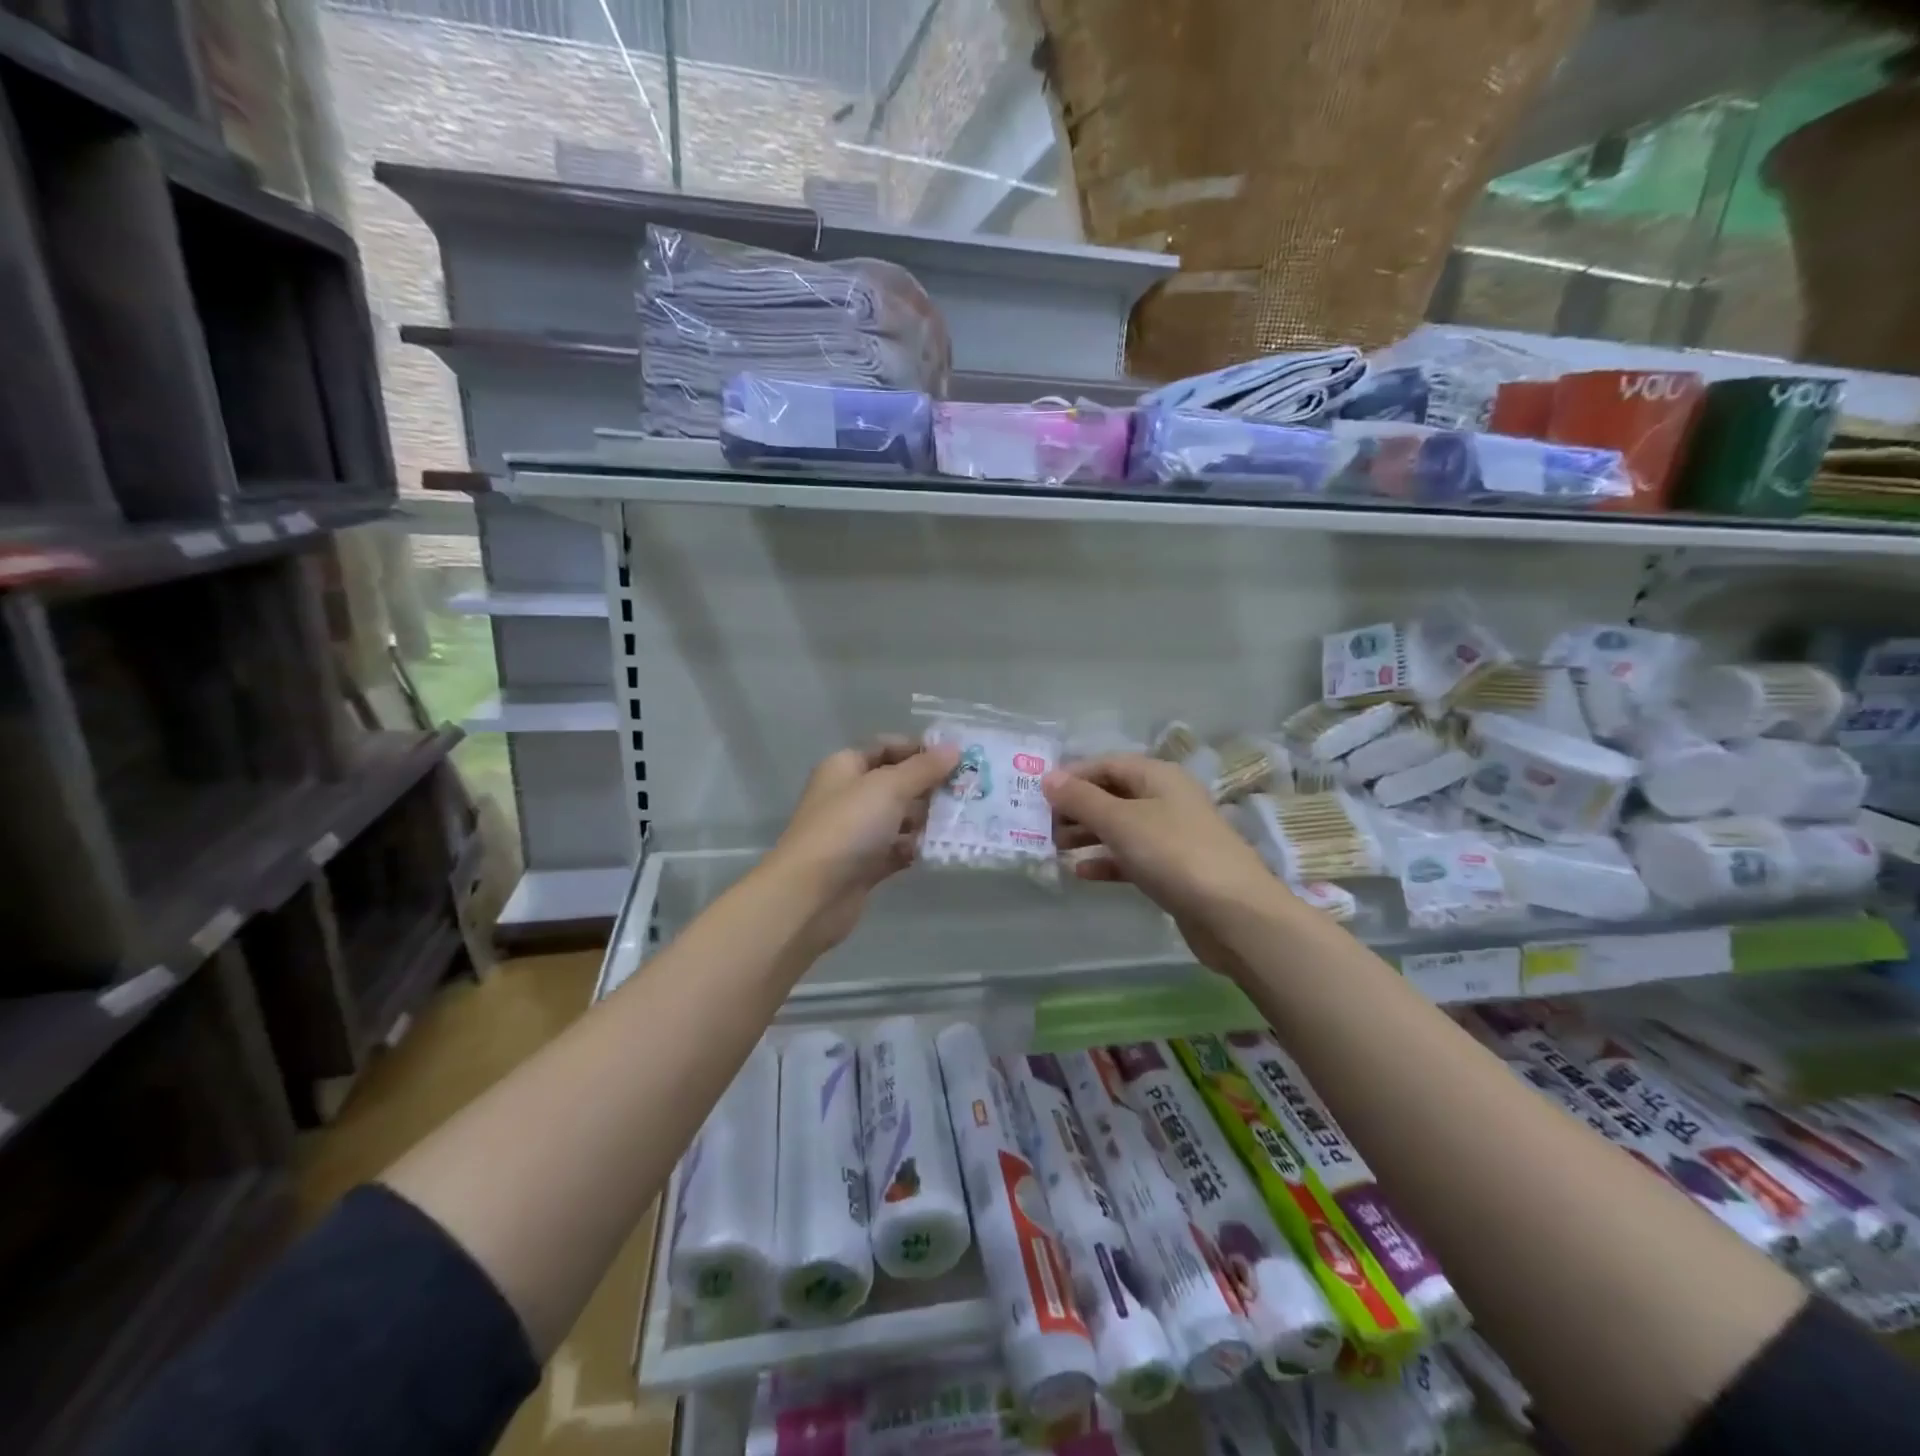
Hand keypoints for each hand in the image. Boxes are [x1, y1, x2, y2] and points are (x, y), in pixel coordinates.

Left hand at [766, 738, 960, 954]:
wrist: (811, 895)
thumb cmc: (848, 827)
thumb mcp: (889, 787)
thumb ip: (923, 769)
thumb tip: (953, 747)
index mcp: (845, 767)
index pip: (886, 748)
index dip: (919, 750)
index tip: (957, 758)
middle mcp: (849, 796)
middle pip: (896, 783)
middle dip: (929, 786)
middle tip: (968, 790)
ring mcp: (856, 832)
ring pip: (899, 818)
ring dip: (927, 819)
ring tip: (963, 820)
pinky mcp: (864, 865)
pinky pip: (897, 849)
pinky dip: (916, 848)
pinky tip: (942, 849)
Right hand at [1044, 754, 1280, 978]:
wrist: (1234, 914)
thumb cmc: (1174, 854)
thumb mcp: (1121, 821)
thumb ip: (1081, 799)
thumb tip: (1048, 778)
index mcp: (1159, 776)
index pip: (1108, 764)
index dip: (1074, 775)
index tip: (1040, 794)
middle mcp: (1167, 799)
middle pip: (1113, 795)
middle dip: (1077, 807)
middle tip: (1042, 825)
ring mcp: (1172, 836)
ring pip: (1121, 827)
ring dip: (1088, 834)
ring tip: (1054, 847)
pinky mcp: (1174, 870)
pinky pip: (1132, 857)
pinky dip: (1107, 861)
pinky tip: (1081, 872)